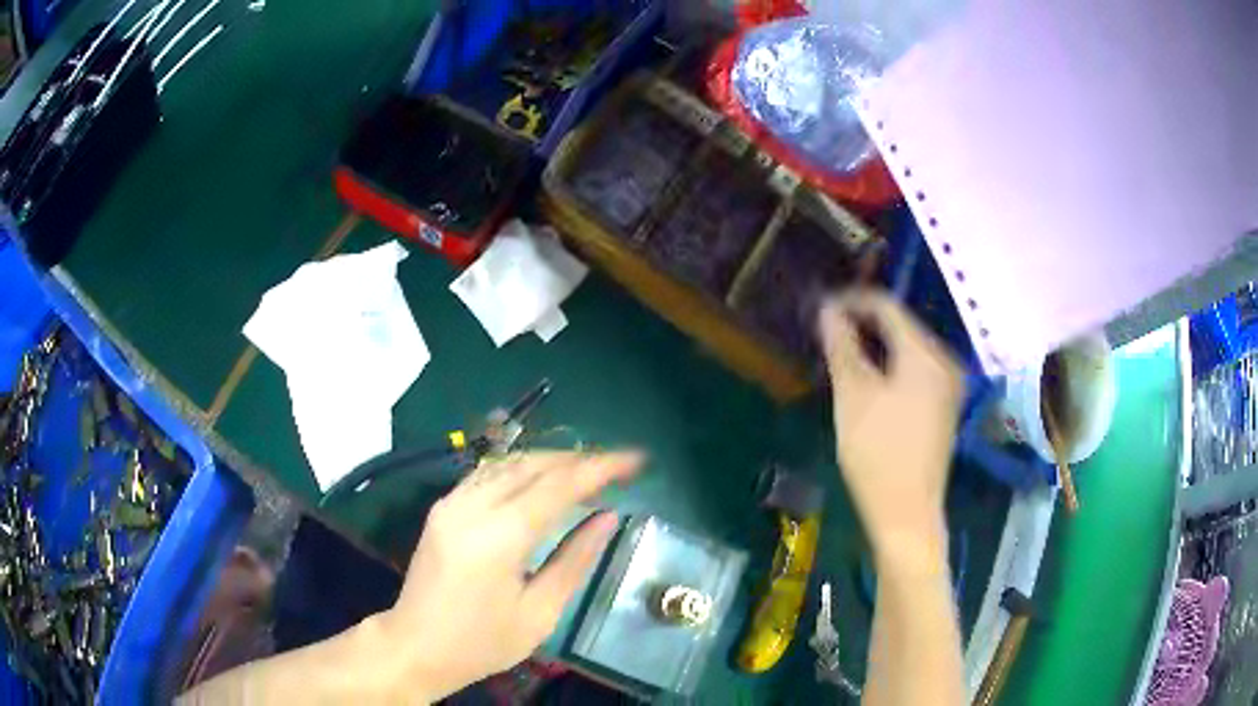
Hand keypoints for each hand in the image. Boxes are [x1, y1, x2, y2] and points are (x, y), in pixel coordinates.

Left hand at [375, 451, 640, 702]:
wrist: (416, 646)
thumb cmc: (482, 642)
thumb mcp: (539, 613)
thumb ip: (574, 560)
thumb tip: (608, 518)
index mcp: (499, 537)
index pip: (558, 485)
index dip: (600, 467)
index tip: (635, 460)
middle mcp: (472, 507)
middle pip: (533, 465)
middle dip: (579, 459)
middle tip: (616, 468)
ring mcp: (452, 503)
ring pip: (509, 463)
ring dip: (551, 461)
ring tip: (587, 473)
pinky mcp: (443, 508)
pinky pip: (488, 474)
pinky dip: (522, 470)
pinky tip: (542, 482)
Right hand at [818, 290, 962, 564]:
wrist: (907, 513)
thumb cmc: (877, 453)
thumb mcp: (853, 395)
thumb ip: (842, 346)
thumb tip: (828, 309)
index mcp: (926, 353)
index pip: (887, 306)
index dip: (852, 301)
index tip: (821, 308)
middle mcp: (944, 361)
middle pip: (901, 326)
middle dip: (863, 324)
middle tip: (827, 333)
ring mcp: (948, 385)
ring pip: (907, 349)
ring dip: (875, 346)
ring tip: (841, 354)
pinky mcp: (943, 407)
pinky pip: (915, 370)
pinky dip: (890, 366)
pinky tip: (868, 380)